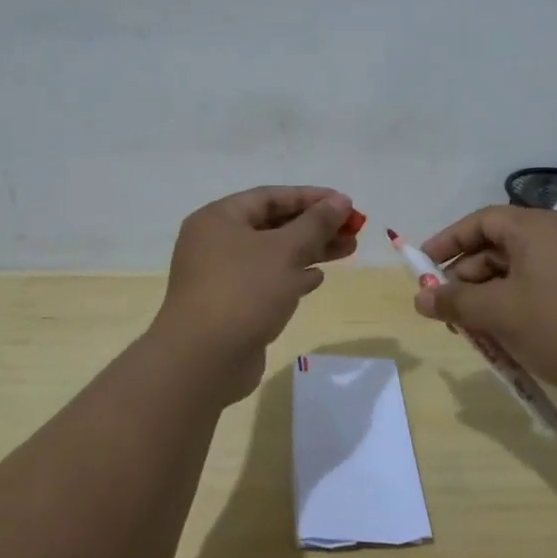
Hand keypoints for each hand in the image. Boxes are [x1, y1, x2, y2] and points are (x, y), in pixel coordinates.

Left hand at [151, 186, 358, 399]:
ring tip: (348, 250)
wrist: (203, 360)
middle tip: (353, 229)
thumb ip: (316, 223)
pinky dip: (292, 276)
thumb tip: (340, 201)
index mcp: (219, 219)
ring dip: (310, 251)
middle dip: (315, 226)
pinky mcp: (230, 305)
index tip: (345, 204)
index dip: (311, 197)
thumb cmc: (244, 292)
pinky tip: (317, 279)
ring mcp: (221, 275)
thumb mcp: (286, 251)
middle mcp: (215, 242)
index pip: (270, 197)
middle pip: (273, 225)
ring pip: (273, 254)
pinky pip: (266, 281)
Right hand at [413, 206, 556, 413]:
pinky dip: (514, 309)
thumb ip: (455, 302)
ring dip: (488, 299)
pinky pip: (538, 291)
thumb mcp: (499, 312)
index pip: (480, 221)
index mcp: (535, 228)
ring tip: (472, 333)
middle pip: (497, 248)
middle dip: (466, 278)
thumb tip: (420, 299)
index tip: (421, 267)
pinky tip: (504, 340)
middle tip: (445, 311)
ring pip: (516, 274)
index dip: (447, 242)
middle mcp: (556, 238)